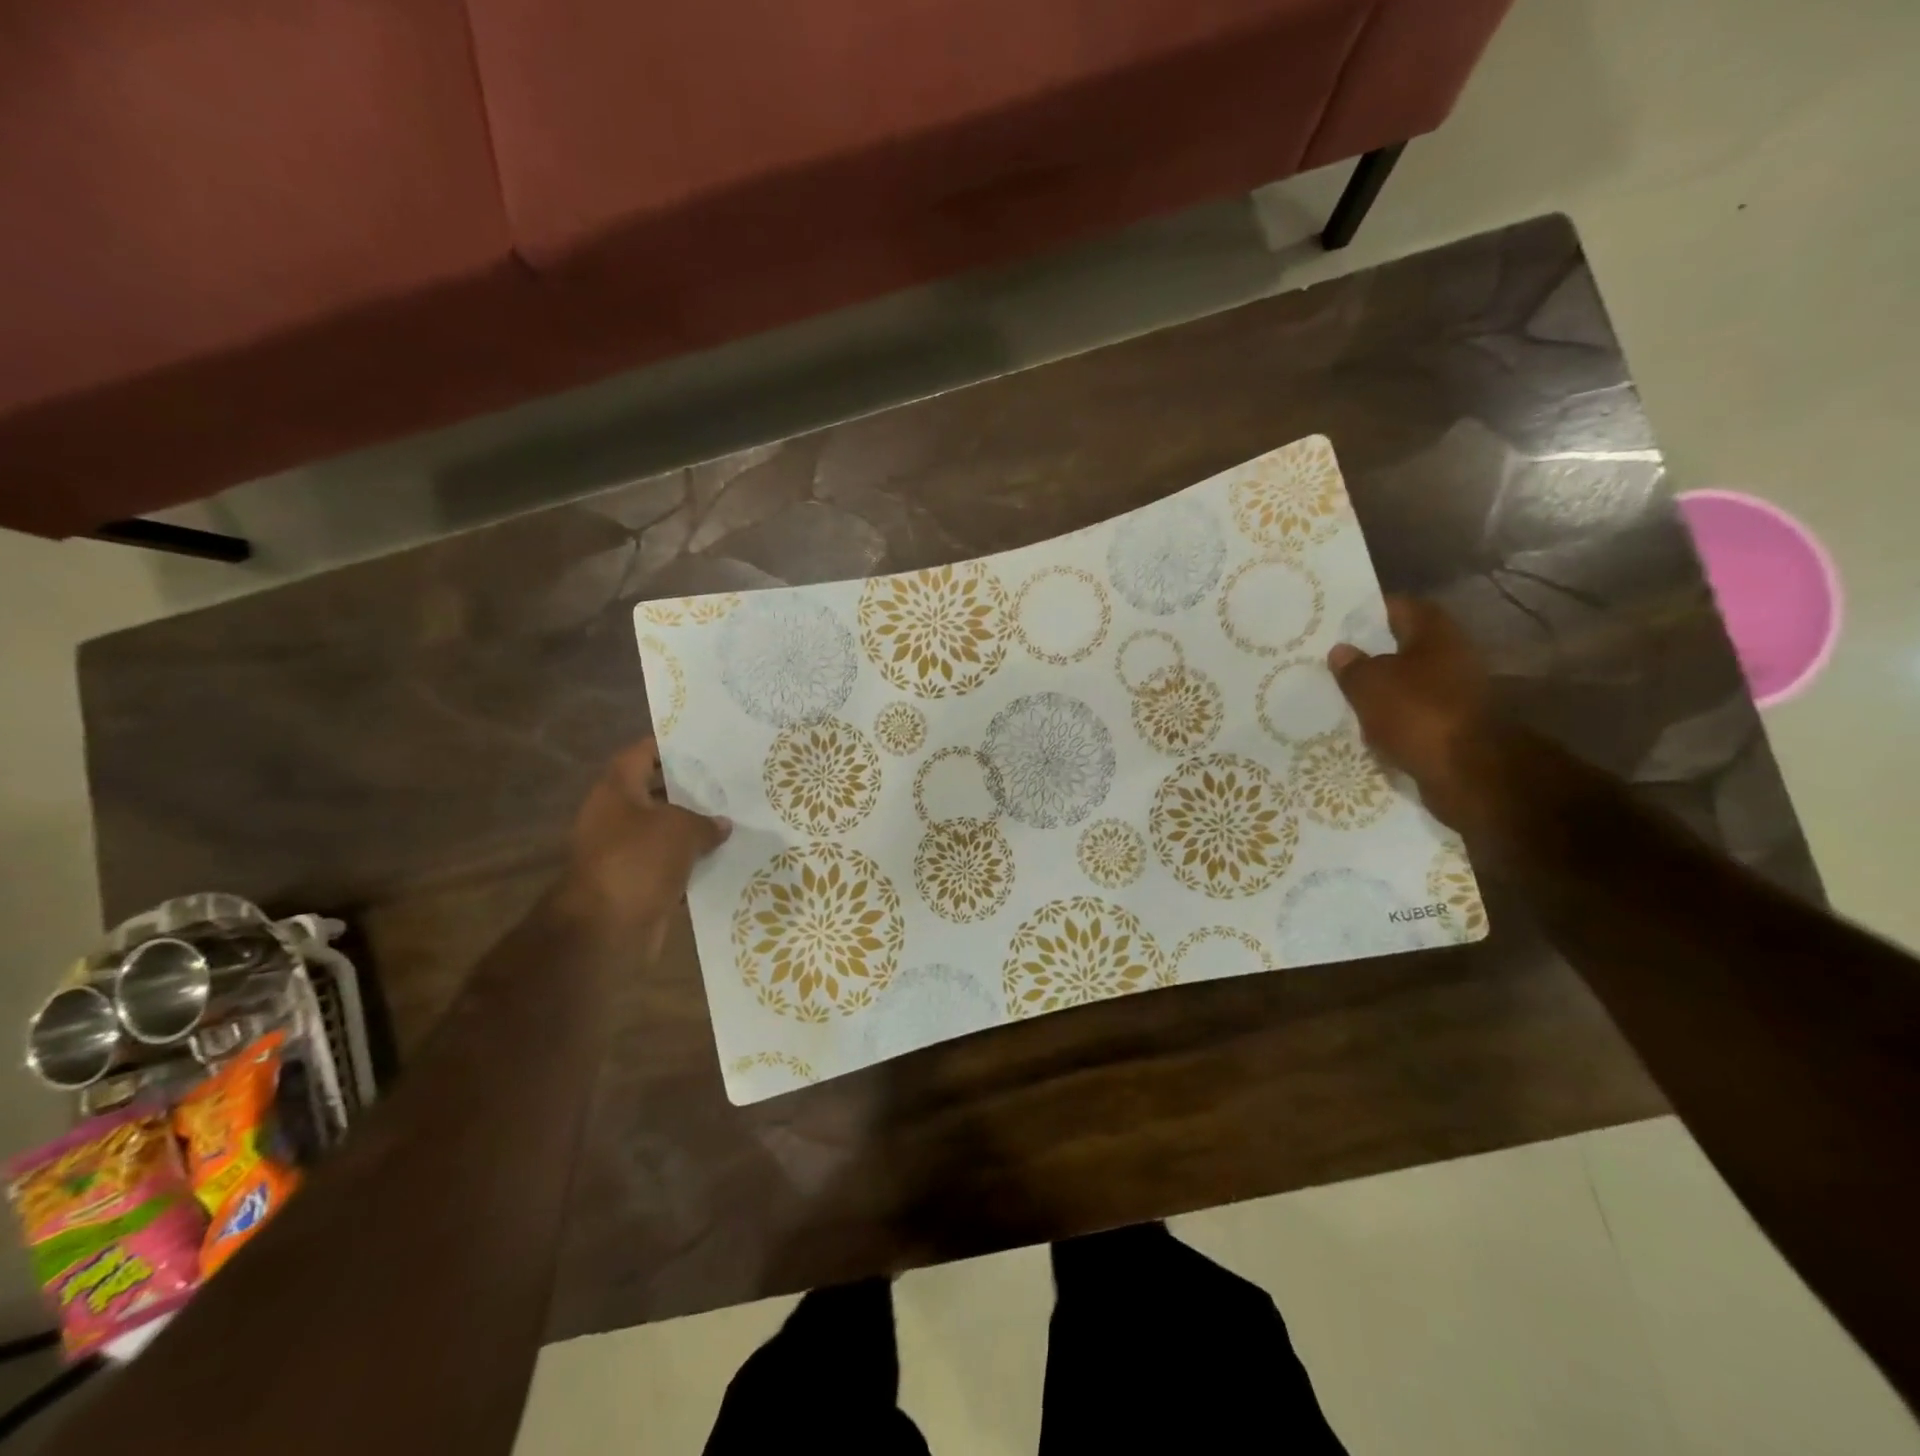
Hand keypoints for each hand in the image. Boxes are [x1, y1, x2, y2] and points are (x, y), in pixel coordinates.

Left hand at [556, 739, 730, 949]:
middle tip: (729, 783)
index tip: (702, 744)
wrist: (606, 930)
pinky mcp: (636, 884)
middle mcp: (615, 817)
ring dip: (695, 830)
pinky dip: (693, 864)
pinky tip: (726, 859)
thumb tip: (721, 824)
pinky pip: (670, 866)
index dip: (668, 746)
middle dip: (690, 790)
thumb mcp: (680, 829)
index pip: (640, 754)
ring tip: (735, 819)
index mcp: (616, 791)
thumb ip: (705, 821)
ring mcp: (624, 853)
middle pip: (656, 793)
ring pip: (666, 832)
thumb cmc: (637, 861)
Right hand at [1328, 597, 1491, 831]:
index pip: (1399, 607)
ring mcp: (1455, 693)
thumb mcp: (1369, 684)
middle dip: (1370, 653)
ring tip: (1341, 696)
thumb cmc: (1418, 713)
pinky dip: (1390, 719)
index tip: (1336, 622)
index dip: (1367, 611)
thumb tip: (1341, 651)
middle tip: (1331, 661)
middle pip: (1403, 647)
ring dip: (1379, 690)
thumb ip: (1351, 666)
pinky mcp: (1452, 726)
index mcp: (1436, 634)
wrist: (1469, 773)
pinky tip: (1363, 727)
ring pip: (1406, 683)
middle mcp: (1451, 656)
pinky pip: (1412, 715)